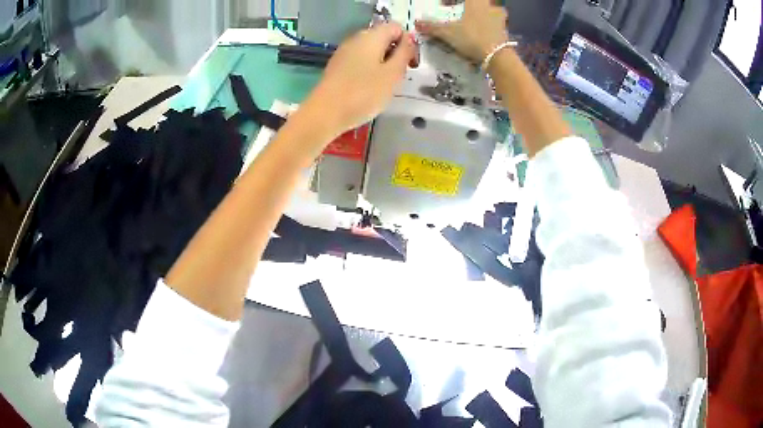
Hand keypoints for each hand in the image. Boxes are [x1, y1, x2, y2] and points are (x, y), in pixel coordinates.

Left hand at [304, 23, 417, 136]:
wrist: (325, 113)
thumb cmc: (363, 93)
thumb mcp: (393, 73)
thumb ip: (404, 53)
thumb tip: (408, 40)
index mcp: (372, 36)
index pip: (396, 27)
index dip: (408, 42)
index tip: (411, 63)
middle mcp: (356, 39)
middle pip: (383, 38)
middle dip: (396, 54)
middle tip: (399, 77)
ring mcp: (344, 52)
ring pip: (372, 51)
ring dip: (383, 64)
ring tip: (384, 85)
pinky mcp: (337, 66)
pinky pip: (359, 62)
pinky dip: (369, 71)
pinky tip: (368, 89)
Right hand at [416, 0, 508, 63]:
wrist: (497, 56)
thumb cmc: (472, 38)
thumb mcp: (448, 33)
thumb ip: (432, 27)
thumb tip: (417, 23)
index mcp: (475, 3)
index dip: (451, 1)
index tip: (444, 5)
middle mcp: (489, 7)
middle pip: (482, 1)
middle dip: (472, 6)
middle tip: (463, 11)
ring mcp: (500, 18)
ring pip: (493, 9)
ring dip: (485, 12)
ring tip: (475, 21)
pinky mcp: (505, 30)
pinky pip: (498, 22)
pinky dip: (491, 25)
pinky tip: (484, 32)